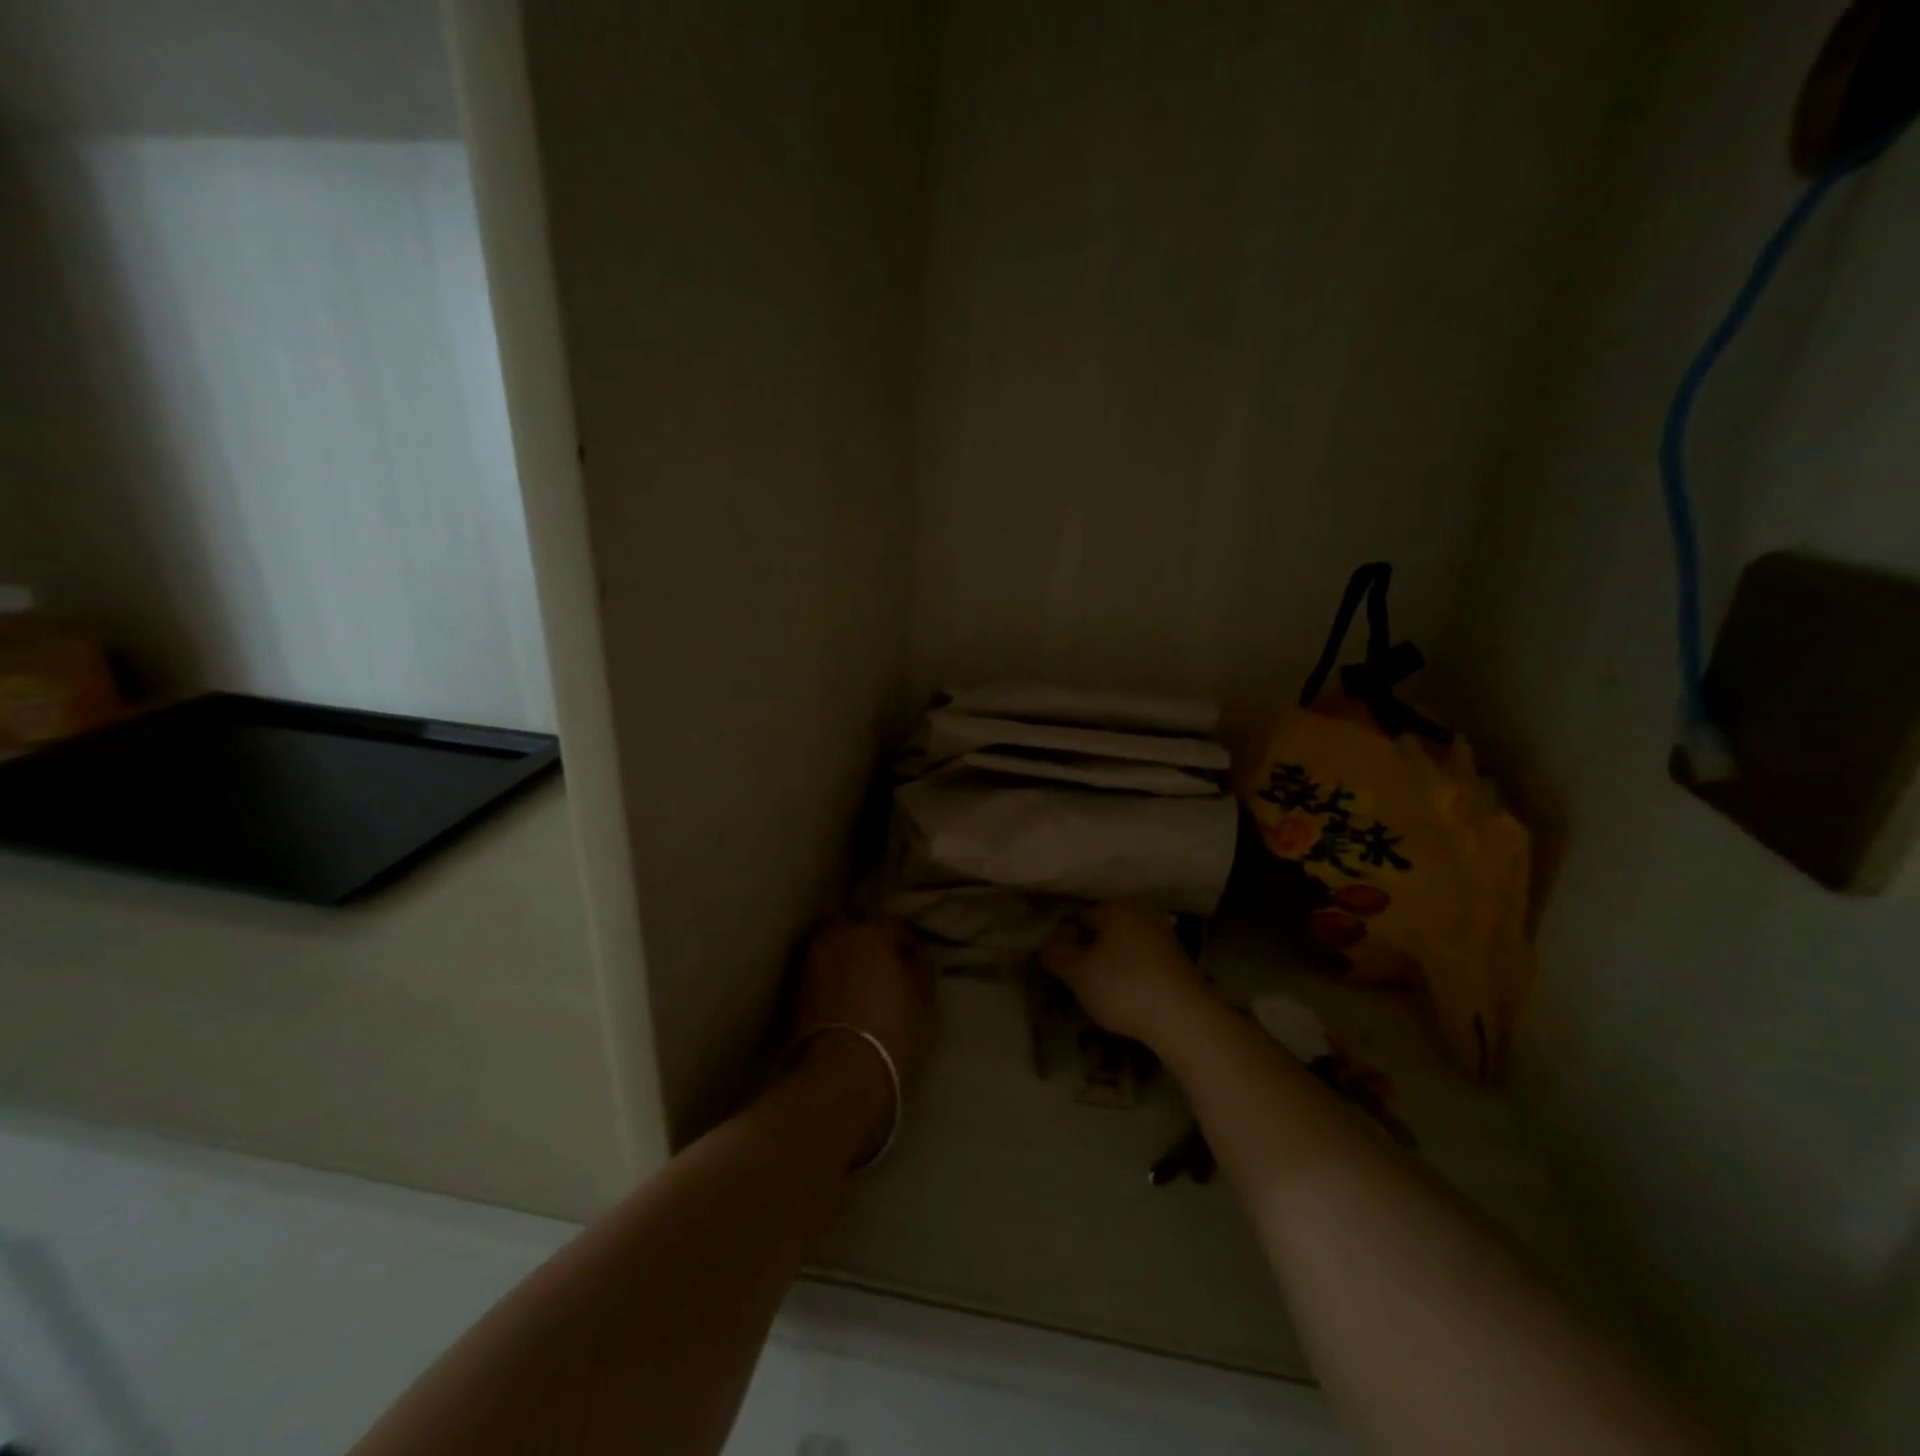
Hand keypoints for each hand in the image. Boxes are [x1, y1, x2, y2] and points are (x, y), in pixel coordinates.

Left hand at [791, 916, 933, 1084]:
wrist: (842, 1071)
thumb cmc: (892, 1029)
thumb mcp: (923, 998)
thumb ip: (921, 967)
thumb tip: (914, 954)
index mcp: (871, 931)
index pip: (894, 924)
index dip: (907, 941)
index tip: (915, 960)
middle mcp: (837, 936)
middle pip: (857, 928)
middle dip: (870, 940)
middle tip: (884, 964)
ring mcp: (812, 961)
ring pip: (835, 946)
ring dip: (848, 956)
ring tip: (862, 980)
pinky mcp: (797, 987)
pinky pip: (822, 970)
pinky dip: (833, 975)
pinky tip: (845, 994)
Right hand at [1040, 903, 1210, 1047]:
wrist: (1183, 1017)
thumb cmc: (1123, 986)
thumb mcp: (1078, 973)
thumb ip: (1056, 954)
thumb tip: (1042, 943)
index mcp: (1116, 906)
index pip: (1079, 917)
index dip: (1063, 940)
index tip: (1057, 965)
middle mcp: (1141, 913)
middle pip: (1103, 931)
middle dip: (1088, 951)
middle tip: (1074, 980)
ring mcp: (1163, 936)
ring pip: (1123, 947)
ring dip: (1110, 965)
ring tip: (1097, 993)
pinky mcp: (1177, 961)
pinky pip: (1142, 962)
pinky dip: (1130, 975)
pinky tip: (1125, 997)